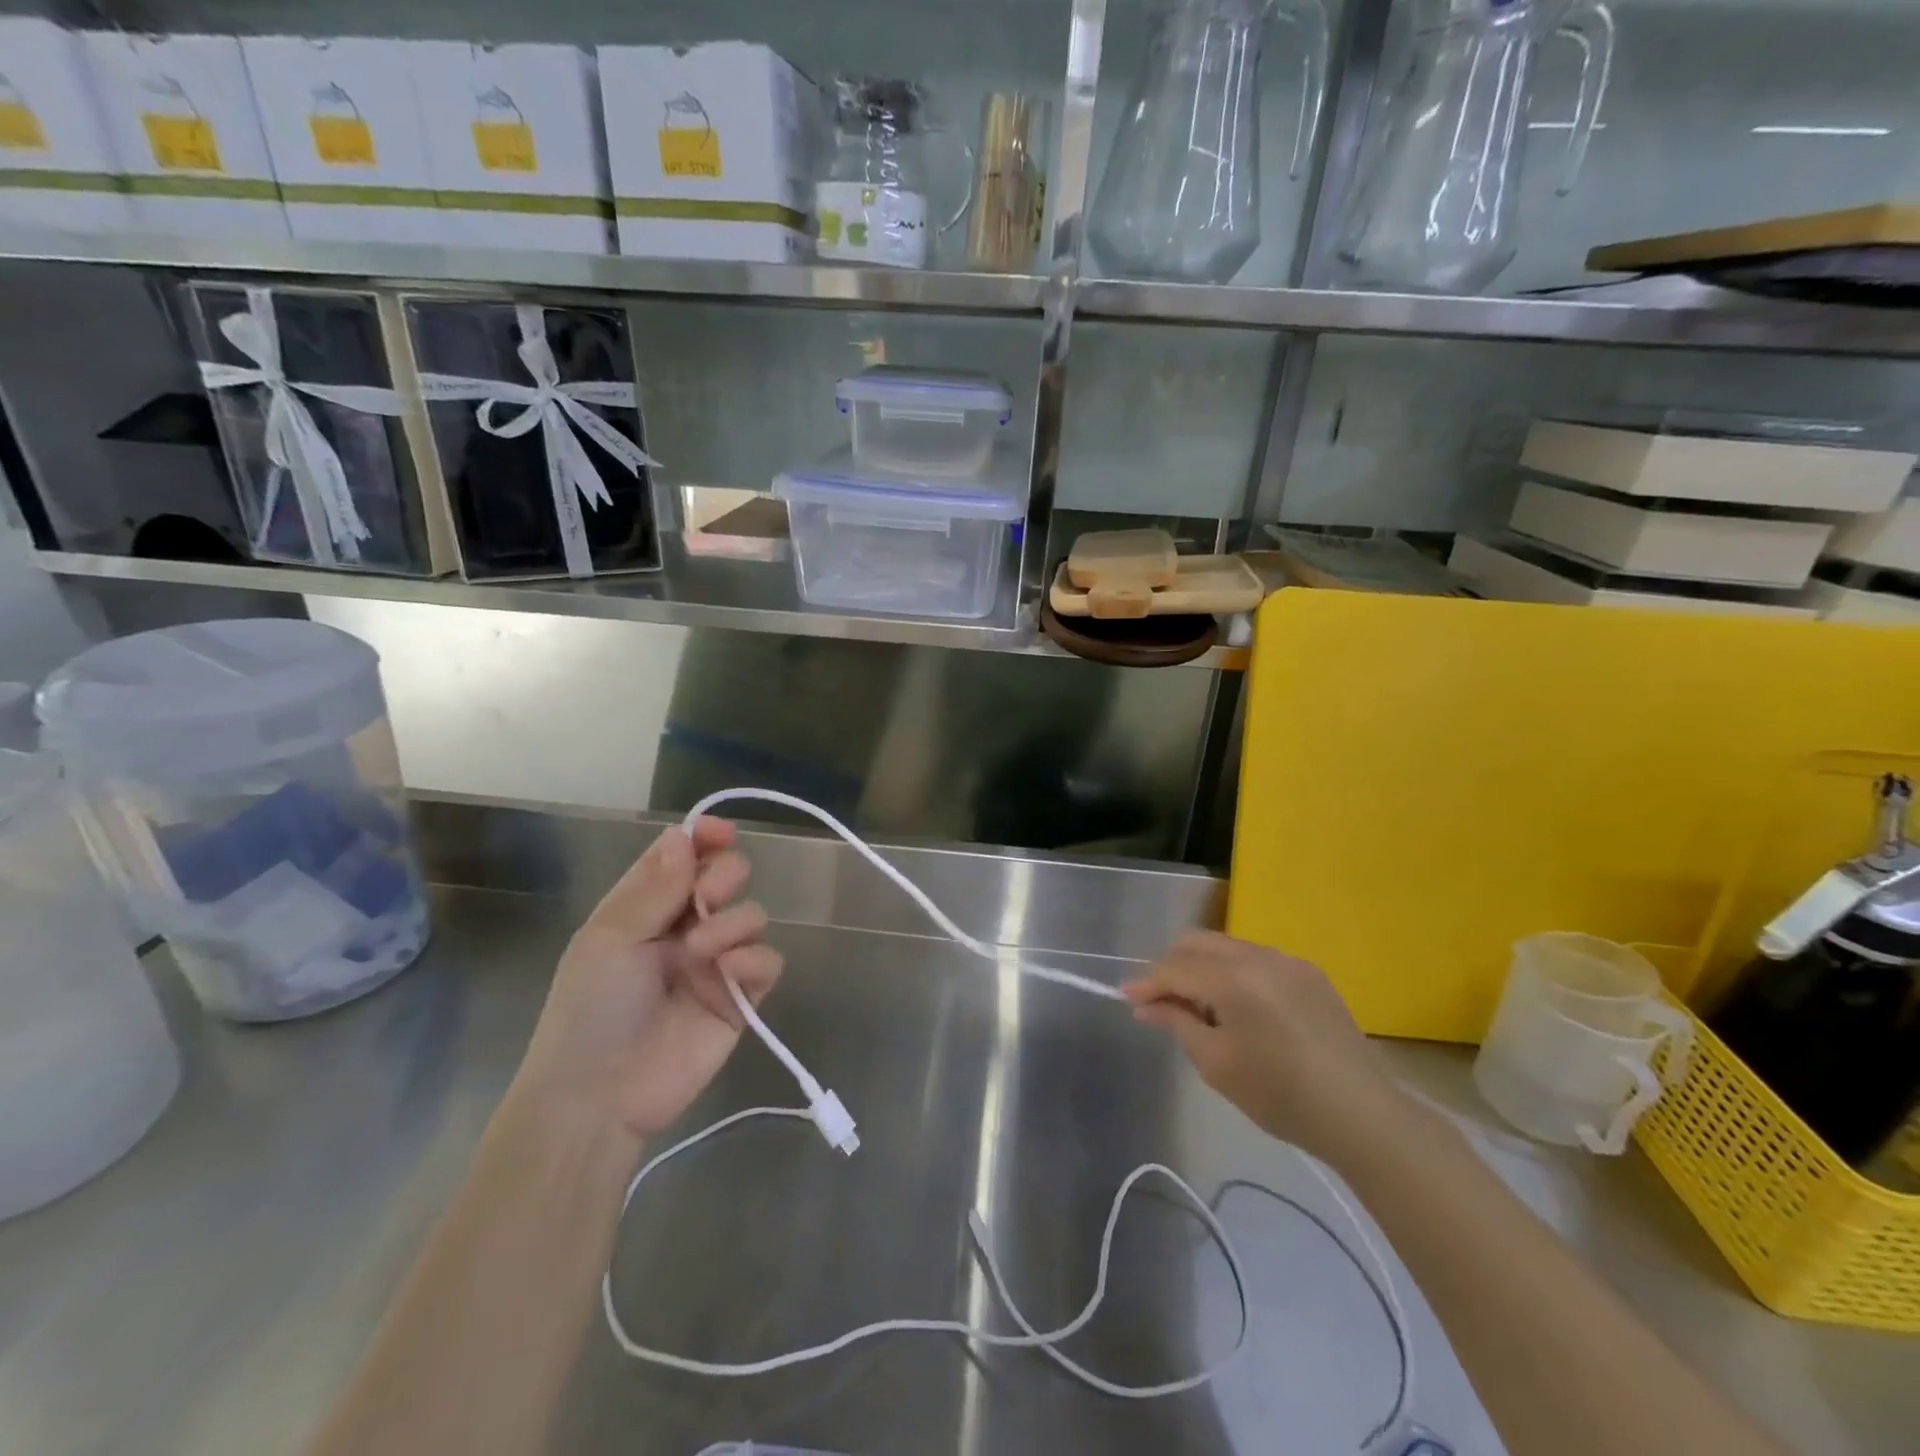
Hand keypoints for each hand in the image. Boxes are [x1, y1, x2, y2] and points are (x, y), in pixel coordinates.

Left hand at [510, 817, 782, 1146]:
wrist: (598, 1097)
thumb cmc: (591, 1008)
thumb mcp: (611, 938)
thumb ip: (655, 886)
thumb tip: (683, 834)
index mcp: (645, 908)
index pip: (682, 857)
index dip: (703, 838)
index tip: (720, 833)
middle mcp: (684, 928)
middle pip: (725, 877)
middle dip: (724, 875)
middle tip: (707, 897)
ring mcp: (715, 963)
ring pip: (752, 915)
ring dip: (733, 923)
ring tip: (703, 952)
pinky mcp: (741, 998)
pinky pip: (768, 961)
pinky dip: (755, 960)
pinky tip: (729, 973)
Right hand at [1123, 932, 1409, 1169]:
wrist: (1363, 1115)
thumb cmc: (1280, 1096)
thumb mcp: (1216, 1064)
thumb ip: (1177, 1023)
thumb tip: (1145, 1005)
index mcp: (1233, 979)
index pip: (1174, 968)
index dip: (1146, 983)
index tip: (1126, 998)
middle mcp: (1258, 956)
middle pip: (1197, 943)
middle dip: (1171, 966)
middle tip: (1160, 1001)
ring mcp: (1287, 960)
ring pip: (1226, 947)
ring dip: (1202, 968)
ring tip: (1198, 1007)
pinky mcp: (1309, 972)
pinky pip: (1256, 959)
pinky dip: (1233, 973)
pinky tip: (1238, 1007)